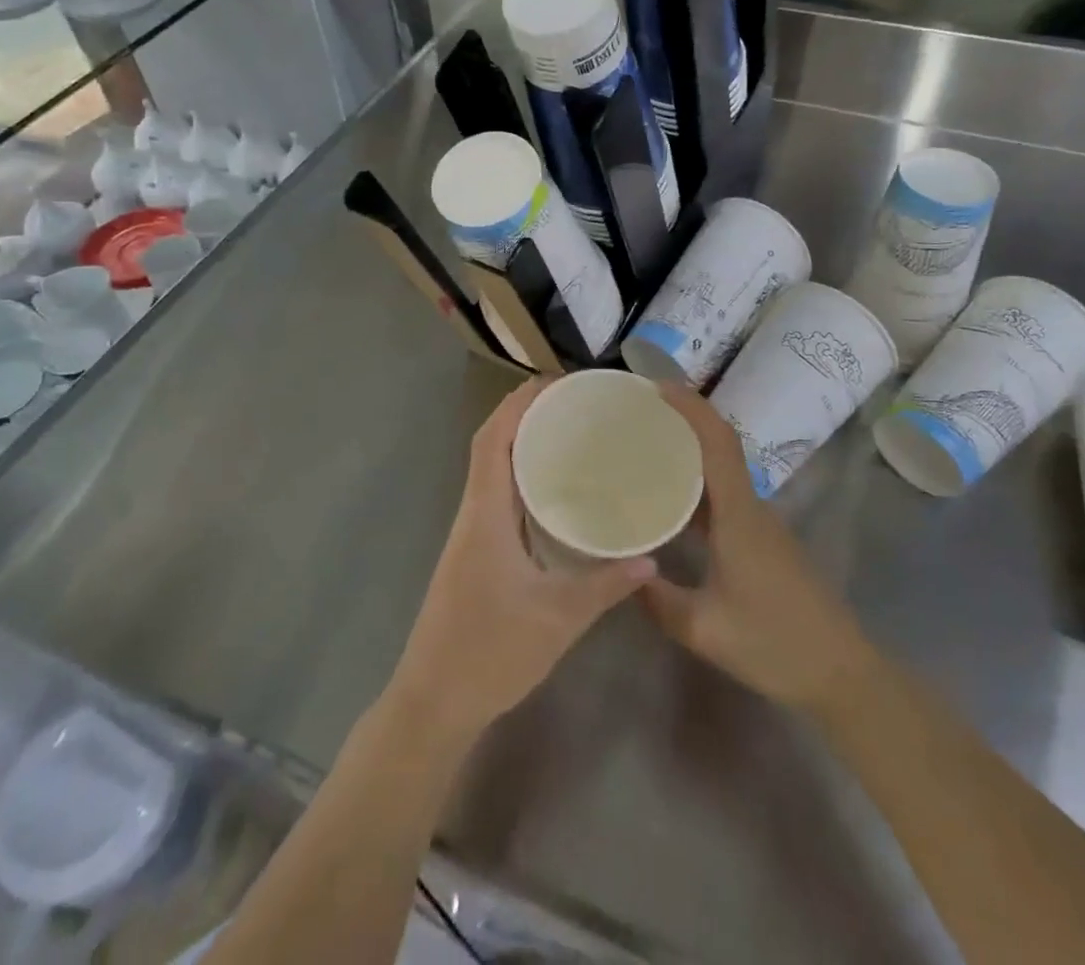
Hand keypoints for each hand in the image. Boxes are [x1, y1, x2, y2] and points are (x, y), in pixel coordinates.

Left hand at [387, 380, 654, 748]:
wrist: (433, 702)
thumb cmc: (489, 653)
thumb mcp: (557, 619)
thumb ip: (605, 585)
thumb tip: (651, 557)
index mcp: (485, 513)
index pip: (493, 438)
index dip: (519, 402)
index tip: (557, 381)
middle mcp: (473, 512)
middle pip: (491, 443)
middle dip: (524, 412)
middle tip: (573, 400)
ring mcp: (470, 532)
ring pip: (491, 468)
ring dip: (520, 440)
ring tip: (568, 429)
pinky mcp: (474, 551)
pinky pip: (497, 494)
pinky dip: (520, 474)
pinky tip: (553, 488)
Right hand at [642, 386, 872, 716]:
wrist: (842, 674)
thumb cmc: (775, 645)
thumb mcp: (704, 629)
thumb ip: (657, 599)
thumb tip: (621, 570)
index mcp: (739, 516)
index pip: (718, 442)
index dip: (691, 407)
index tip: (657, 387)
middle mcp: (752, 508)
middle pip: (719, 447)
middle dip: (682, 422)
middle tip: (637, 416)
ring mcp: (761, 524)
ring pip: (722, 473)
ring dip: (688, 454)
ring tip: (644, 451)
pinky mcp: (764, 541)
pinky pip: (725, 497)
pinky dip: (697, 486)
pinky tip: (671, 503)